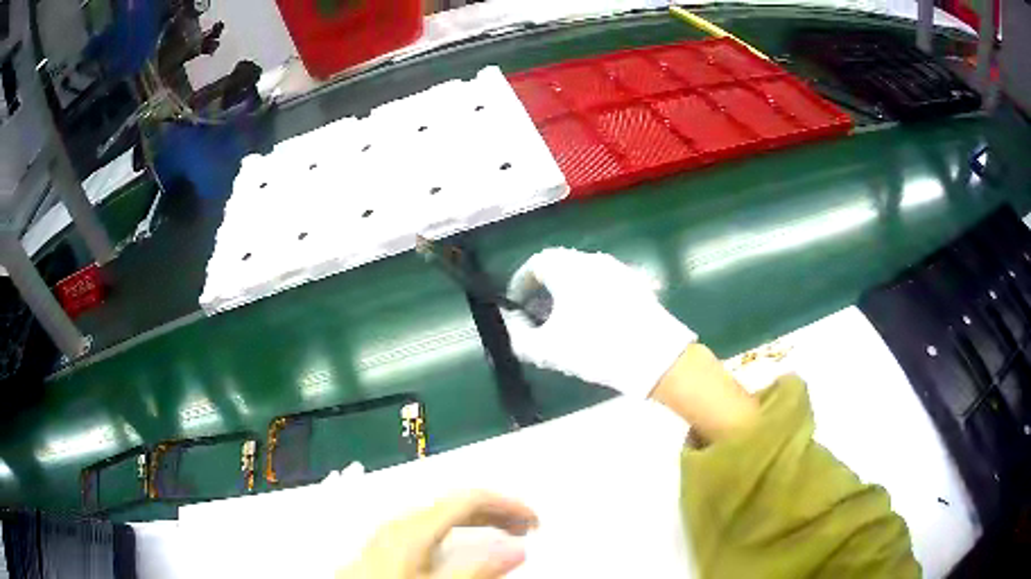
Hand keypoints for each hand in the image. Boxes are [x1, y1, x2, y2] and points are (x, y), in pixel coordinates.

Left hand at [338, 491, 538, 578]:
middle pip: (455, 504)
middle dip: (496, 511)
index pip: (468, 498)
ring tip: (503, 536)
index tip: (534, 520)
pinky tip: (463, 548)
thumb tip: (516, 549)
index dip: (507, 504)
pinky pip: (428, 529)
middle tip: (527, 528)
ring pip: (441, 516)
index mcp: (412, 526)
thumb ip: (475, 569)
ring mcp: (389, 533)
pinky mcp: (384, 547)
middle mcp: (400, 522)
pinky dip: (455, 533)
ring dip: (477, 522)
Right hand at [506, 248, 694, 397]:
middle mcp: (592, 261)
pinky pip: (605, 284)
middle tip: (537, 313)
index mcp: (568, 268)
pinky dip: (591, 296)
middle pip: (560, 266)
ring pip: (584, 274)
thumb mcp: (547, 350)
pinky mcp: (637, 285)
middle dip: (544, 287)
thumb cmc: (595, 348)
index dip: (520, 283)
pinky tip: (595, 322)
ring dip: (568, 291)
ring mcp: (618, 271)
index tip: (515, 304)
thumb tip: (512, 326)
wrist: (654, 357)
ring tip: (565, 320)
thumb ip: (519, 336)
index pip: (535, 264)